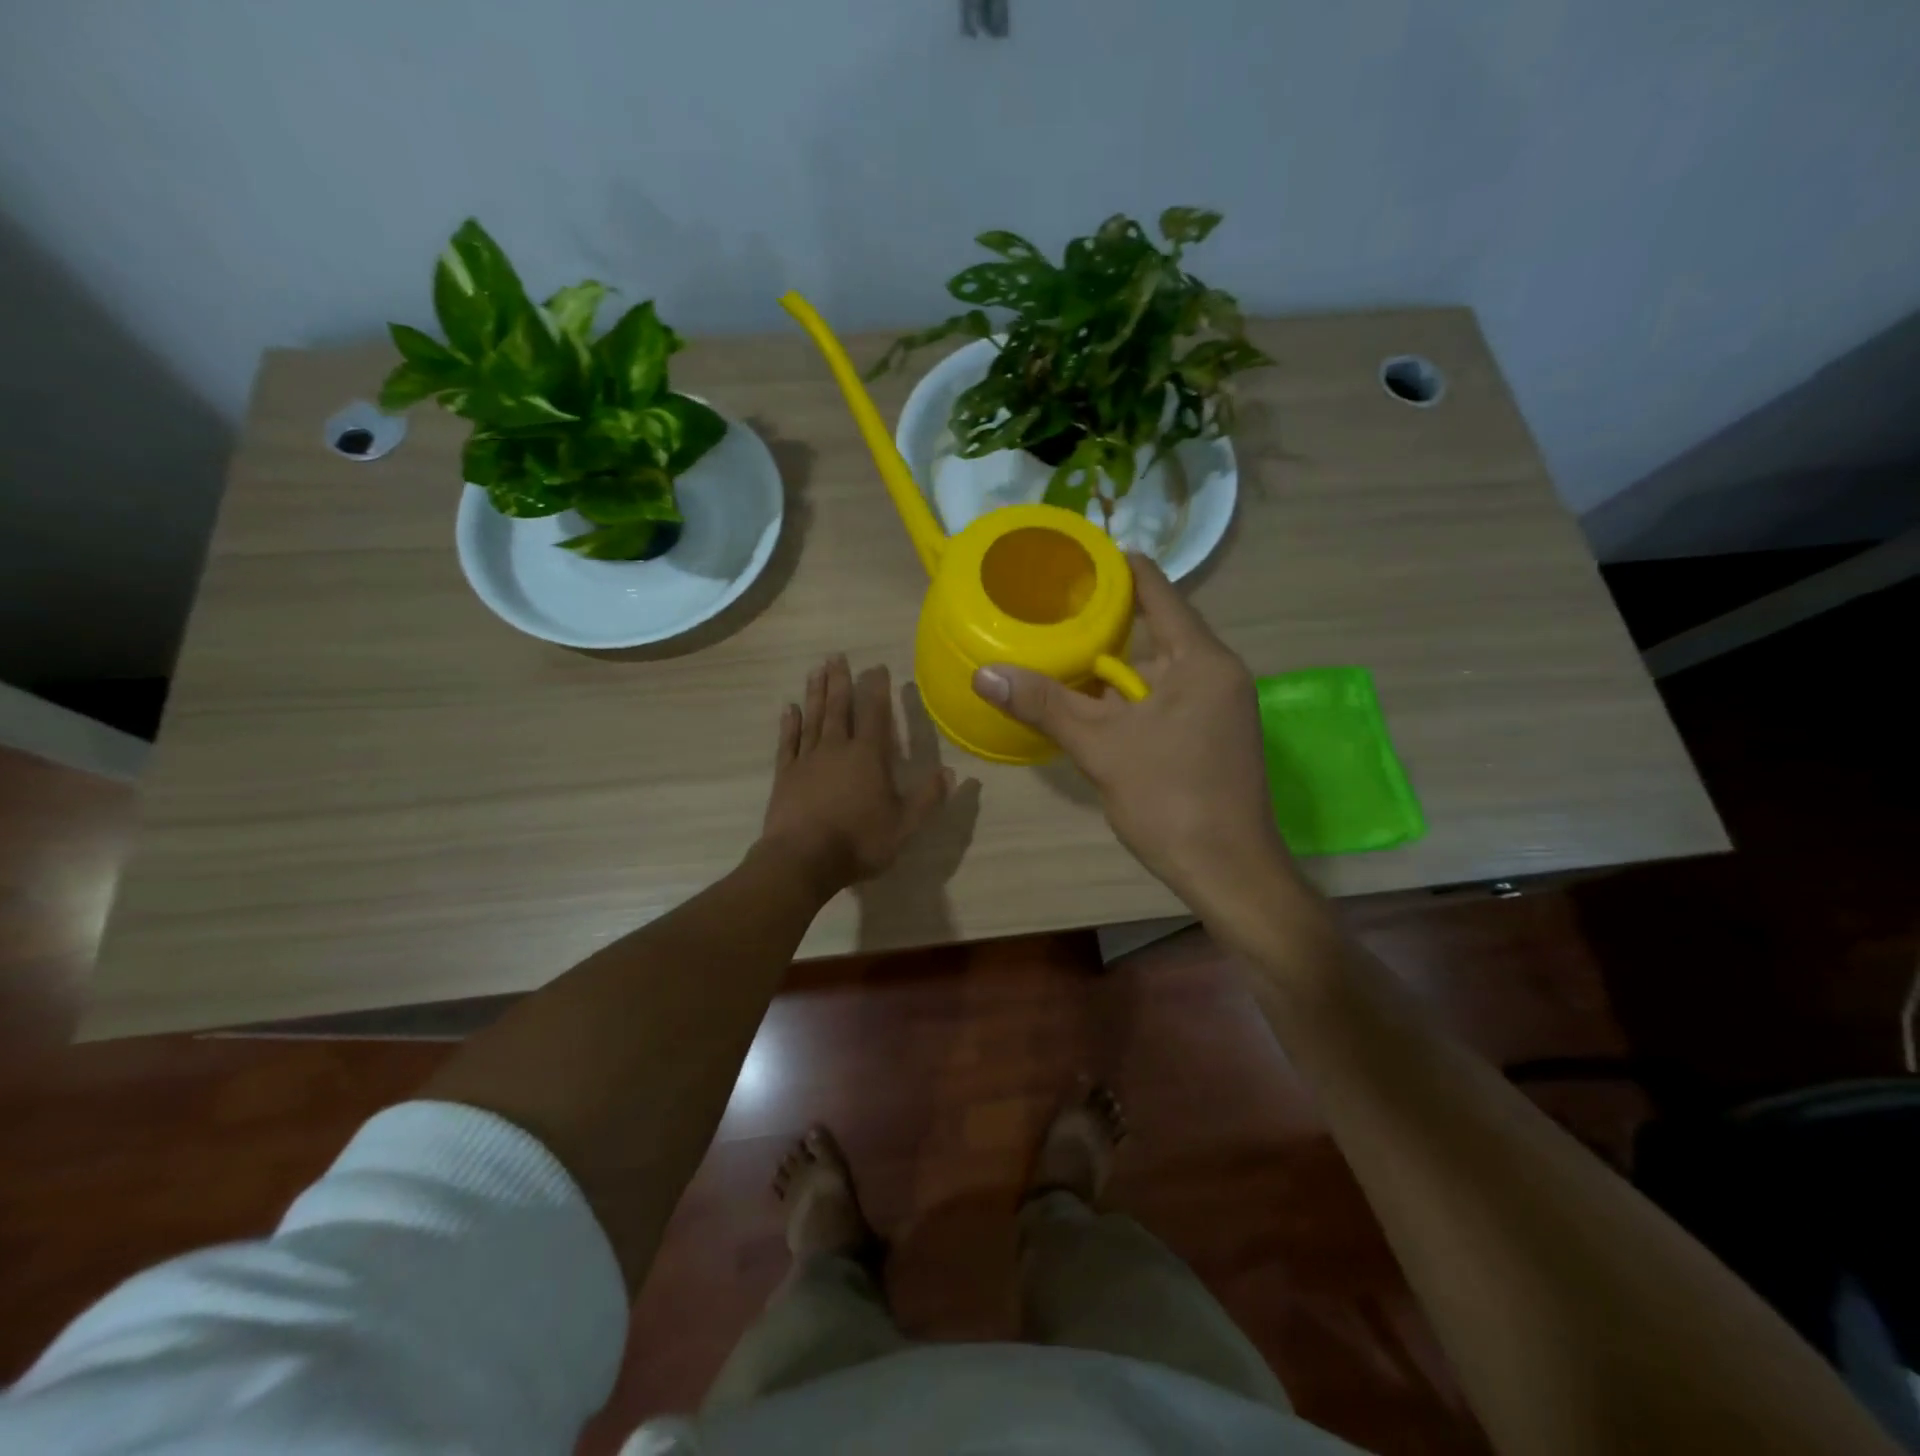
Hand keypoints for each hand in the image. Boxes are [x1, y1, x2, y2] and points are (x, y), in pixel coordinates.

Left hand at [759, 655, 951, 898]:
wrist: (802, 859)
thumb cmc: (859, 841)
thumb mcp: (904, 826)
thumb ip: (927, 798)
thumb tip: (951, 773)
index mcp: (868, 757)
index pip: (875, 715)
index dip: (878, 690)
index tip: (877, 667)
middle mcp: (837, 749)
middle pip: (839, 708)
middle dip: (841, 681)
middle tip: (837, 656)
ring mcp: (807, 760)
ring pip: (813, 718)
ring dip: (815, 693)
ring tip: (816, 670)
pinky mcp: (785, 775)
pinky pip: (789, 742)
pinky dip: (790, 724)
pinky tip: (790, 708)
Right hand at [972, 555, 1297, 917]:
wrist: (1229, 872)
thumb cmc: (1171, 800)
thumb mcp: (1101, 748)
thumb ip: (1044, 705)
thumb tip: (984, 673)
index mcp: (1201, 660)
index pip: (1157, 591)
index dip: (1116, 569)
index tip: (1071, 560)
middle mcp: (1217, 672)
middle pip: (1156, 628)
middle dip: (1105, 620)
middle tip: (1050, 610)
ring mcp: (1219, 705)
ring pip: (1158, 668)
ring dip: (1114, 664)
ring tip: (1059, 650)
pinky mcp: (1213, 733)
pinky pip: (1166, 696)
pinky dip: (1129, 694)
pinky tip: (1091, 703)